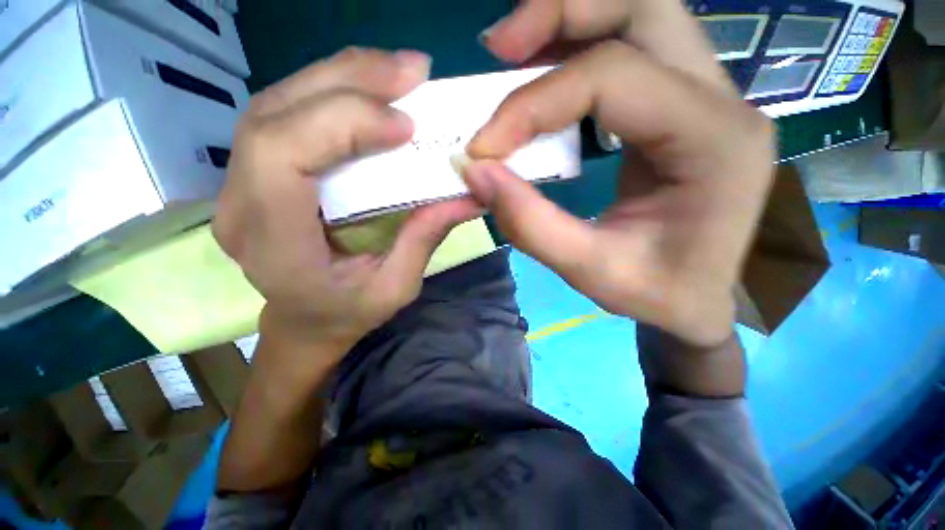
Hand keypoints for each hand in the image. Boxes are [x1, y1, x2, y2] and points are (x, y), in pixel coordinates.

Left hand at [213, 48, 482, 366]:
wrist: (304, 323)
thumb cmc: (347, 315)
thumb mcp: (395, 289)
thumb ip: (424, 239)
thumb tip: (469, 193)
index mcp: (273, 244)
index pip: (282, 156)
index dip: (344, 123)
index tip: (406, 125)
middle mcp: (241, 204)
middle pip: (275, 114)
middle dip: (348, 81)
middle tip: (412, 70)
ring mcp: (239, 182)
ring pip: (277, 103)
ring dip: (341, 77)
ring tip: (396, 72)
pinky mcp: (257, 171)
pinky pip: (286, 114)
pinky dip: (330, 91)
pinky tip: (369, 90)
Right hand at [466, 0, 774, 346]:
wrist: (697, 300)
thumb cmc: (657, 293)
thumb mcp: (590, 271)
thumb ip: (530, 224)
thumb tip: (475, 172)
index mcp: (714, 142)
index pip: (612, 79)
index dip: (532, 104)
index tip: (484, 148)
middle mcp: (721, 101)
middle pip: (643, 7)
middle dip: (562, 13)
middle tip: (499, 48)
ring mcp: (707, 97)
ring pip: (640, 16)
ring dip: (569, 23)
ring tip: (512, 53)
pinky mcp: (681, 107)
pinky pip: (631, 50)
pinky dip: (579, 50)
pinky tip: (542, 77)